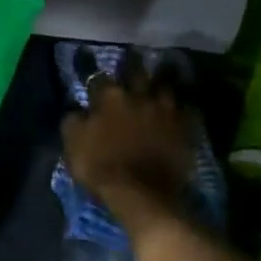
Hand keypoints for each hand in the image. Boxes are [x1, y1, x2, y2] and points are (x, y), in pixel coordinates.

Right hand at [60, 70, 194, 230]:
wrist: (142, 194)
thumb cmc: (101, 168)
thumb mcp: (73, 145)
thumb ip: (73, 121)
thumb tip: (78, 109)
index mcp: (110, 97)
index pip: (100, 78)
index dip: (97, 81)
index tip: (95, 86)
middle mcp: (140, 96)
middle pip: (137, 71)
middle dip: (133, 67)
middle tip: (131, 66)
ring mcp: (166, 110)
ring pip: (165, 87)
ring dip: (159, 86)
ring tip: (157, 89)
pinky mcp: (186, 128)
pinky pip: (187, 110)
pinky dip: (182, 109)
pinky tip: (178, 112)